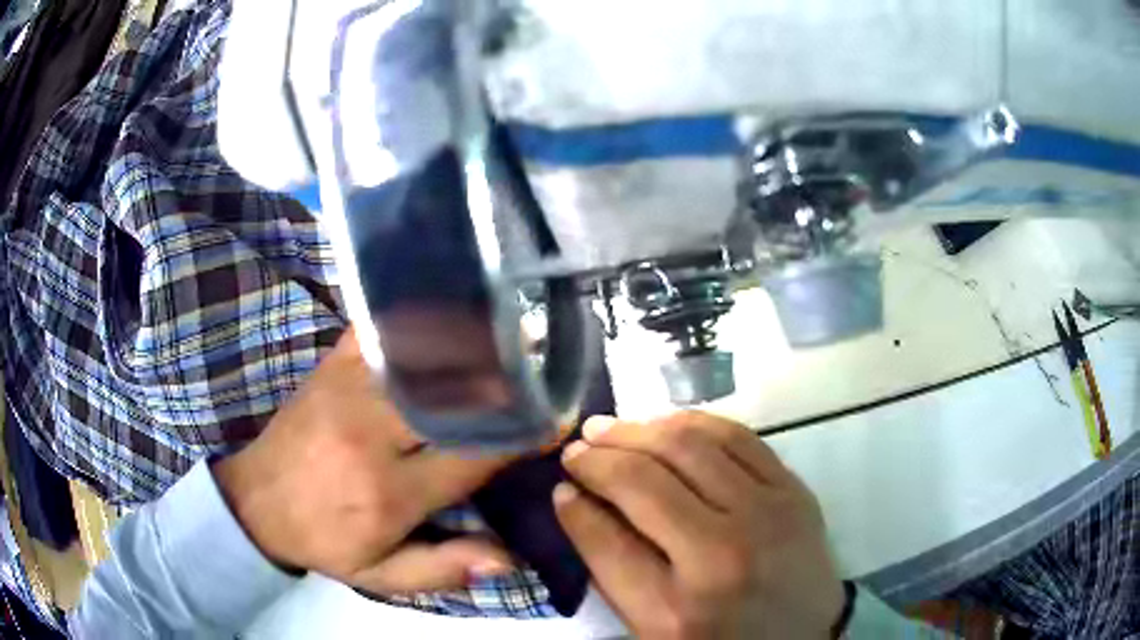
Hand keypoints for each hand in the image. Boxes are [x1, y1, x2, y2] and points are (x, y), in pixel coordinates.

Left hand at [212, 329, 515, 593]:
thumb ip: (442, 569)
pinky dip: (418, 317)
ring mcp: (347, 389)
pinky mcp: (331, 366)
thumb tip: (508, 555)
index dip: (519, 436)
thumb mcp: (379, 575)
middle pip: (452, 394)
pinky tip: (446, 307)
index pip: (470, 456)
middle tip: (544, 361)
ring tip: (512, 329)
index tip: (555, 418)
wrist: (257, 502)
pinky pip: (382, 330)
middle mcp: (371, 432)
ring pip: (422, 354)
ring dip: (471, 340)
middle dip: (505, 378)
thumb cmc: (324, 540)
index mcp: (387, 491)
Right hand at [555, 411, 844, 638]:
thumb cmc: (720, 637)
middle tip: (578, 446)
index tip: (561, 480)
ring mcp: (770, 510)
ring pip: (693, 443)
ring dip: (642, 428)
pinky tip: (666, 426)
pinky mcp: (795, 489)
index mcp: (684, 601)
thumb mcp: (653, 624)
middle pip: (650, 477)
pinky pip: (737, 435)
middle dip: (603, 454)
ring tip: (612, 428)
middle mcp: (729, 549)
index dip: (579, 498)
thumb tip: (573, 499)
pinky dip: (693, 423)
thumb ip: (611, 564)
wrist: (804, 634)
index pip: (613, 533)